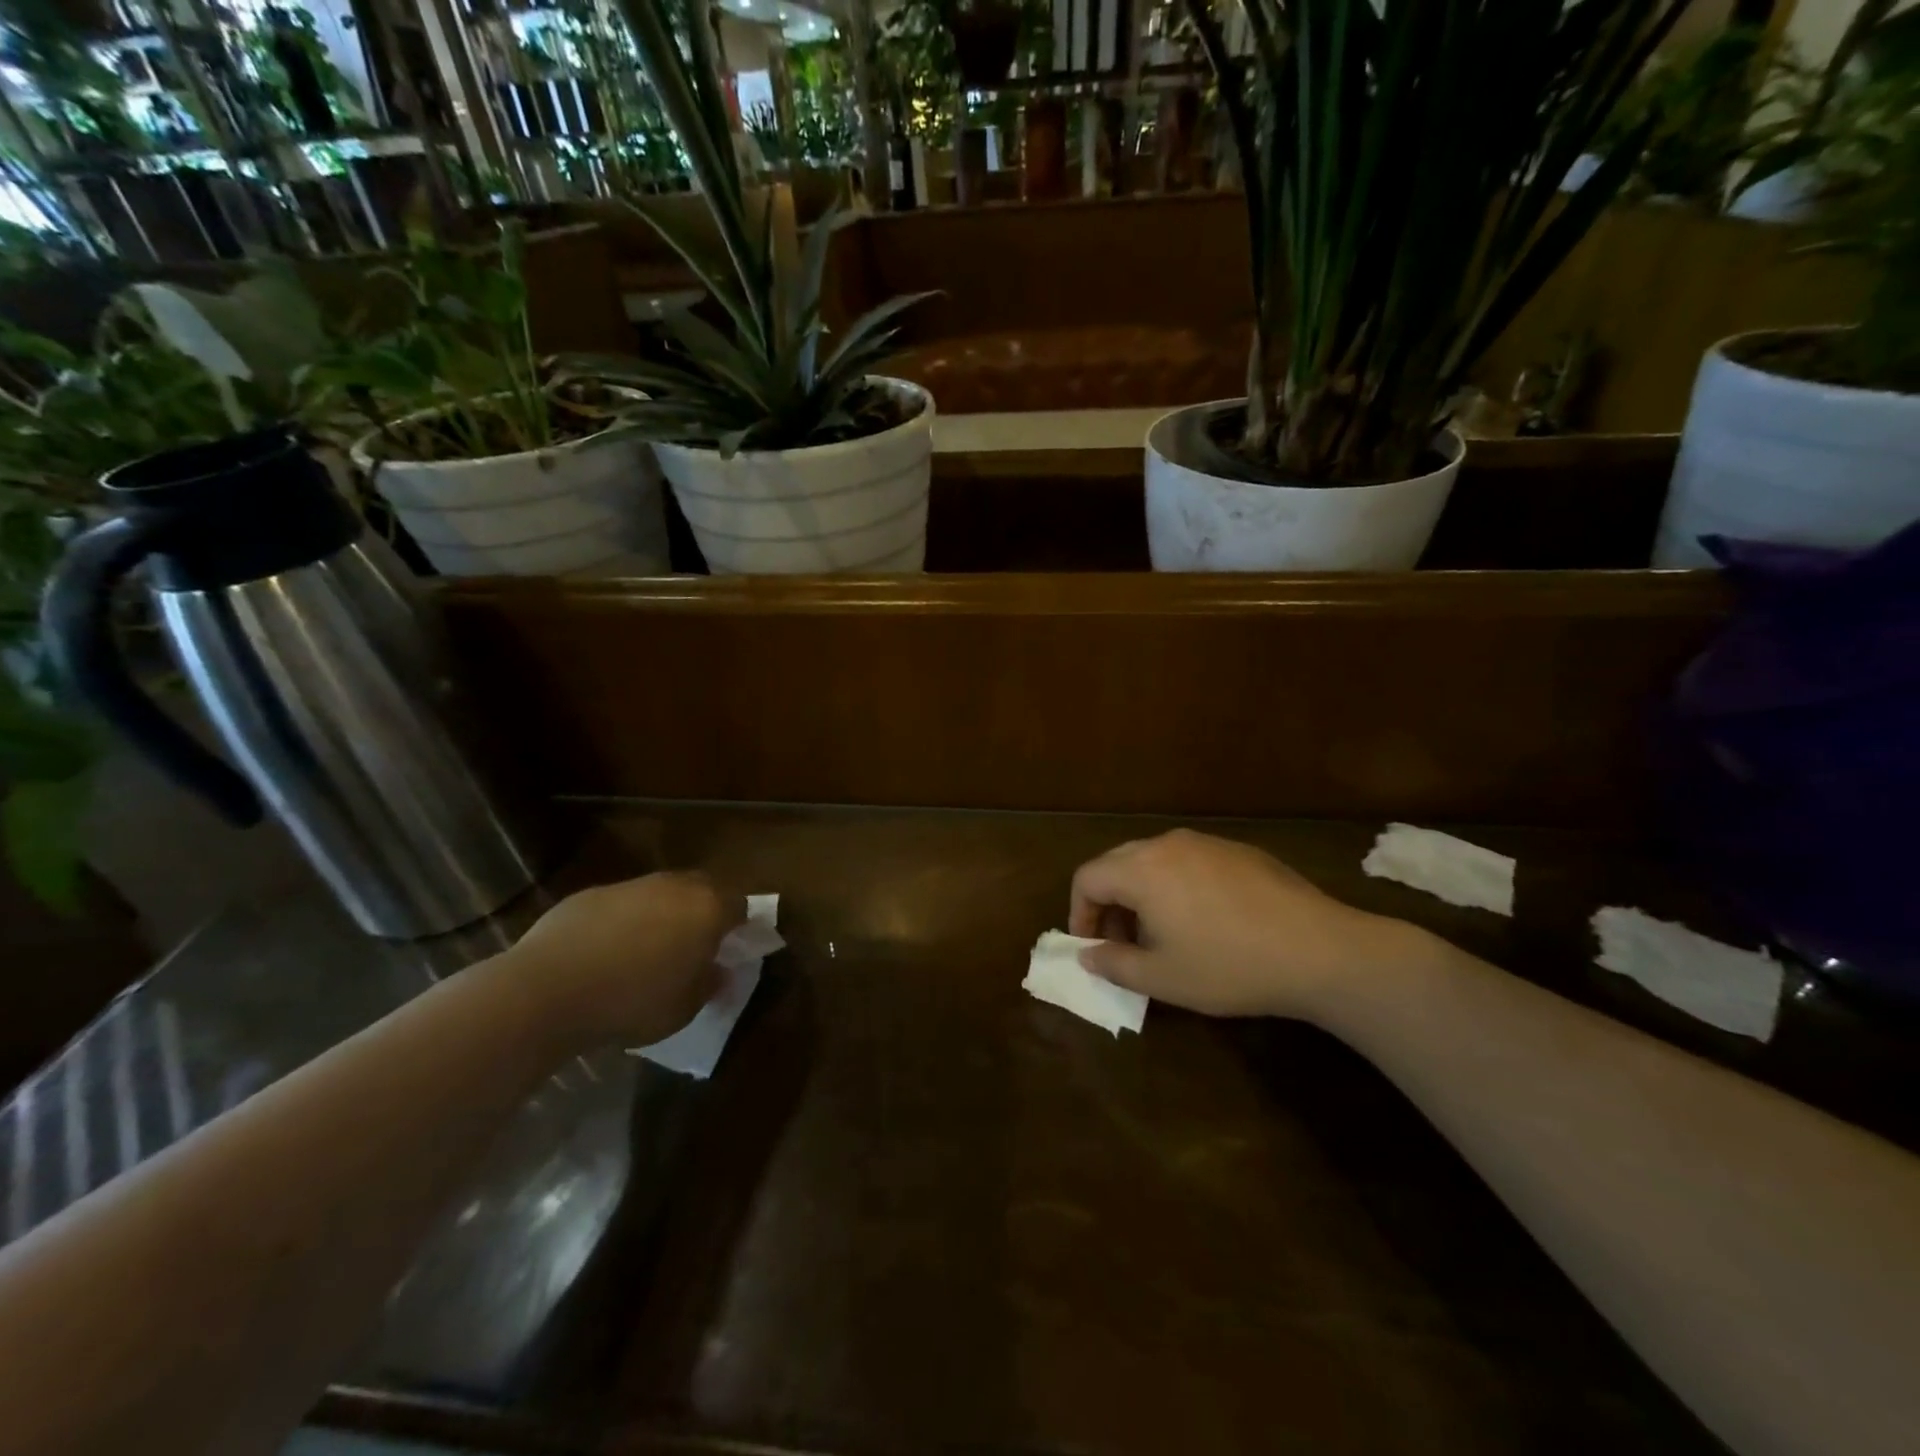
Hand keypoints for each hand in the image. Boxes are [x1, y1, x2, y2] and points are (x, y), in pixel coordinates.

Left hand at [505, 871, 744, 1049]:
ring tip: (650, 949)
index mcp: (707, 909)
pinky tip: (607, 952)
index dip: (741, 926)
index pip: (741, 906)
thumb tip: (720, 972)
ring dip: (664, 913)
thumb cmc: (632, 1002)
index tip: (733, 949)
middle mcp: (674, 886)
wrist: (548, 990)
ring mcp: (631, 885)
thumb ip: (709, 984)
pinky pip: (622, 903)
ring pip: (661, 893)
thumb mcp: (684, 1008)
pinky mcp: (591, 893)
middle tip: (697, 944)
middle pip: (704, 889)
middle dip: (706, 911)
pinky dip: (625, 920)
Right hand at [1069, 829, 1418, 1020]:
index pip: (1088, 878)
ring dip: (1143, 893)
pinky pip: (1190, 861)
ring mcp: (1207, 843)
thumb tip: (1087, 954)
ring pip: (1154, 860)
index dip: (1079, 913)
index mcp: (1142, 869)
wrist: (1320, 950)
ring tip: (1162, 934)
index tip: (1091, 946)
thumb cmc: (1229, 966)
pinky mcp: (1239, 851)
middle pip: (1117, 863)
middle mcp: (1169, 844)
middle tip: (1121, 942)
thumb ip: (1113, 964)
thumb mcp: (1162, 978)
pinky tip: (1205, 921)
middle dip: (1109, 902)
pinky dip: (1177, 885)